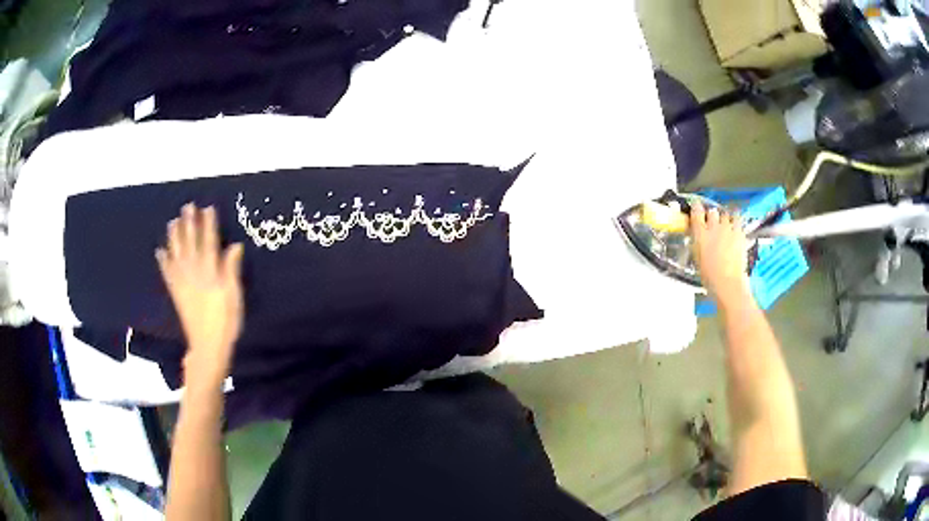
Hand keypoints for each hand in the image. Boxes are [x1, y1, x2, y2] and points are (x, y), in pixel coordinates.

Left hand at [156, 204, 243, 386]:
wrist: (207, 347)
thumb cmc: (226, 323)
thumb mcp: (234, 297)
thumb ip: (232, 271)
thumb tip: (234, 246)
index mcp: (211, 273)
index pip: (209, 243)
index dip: (208, 225)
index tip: (207, 208)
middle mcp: (194, 273)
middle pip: (191, 244)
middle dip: (189, 225)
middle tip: (187, 206)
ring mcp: (183, 283)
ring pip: (177, 255)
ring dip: (174, 238)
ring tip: (172, 222)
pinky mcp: (176, 294)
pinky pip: (167, 274)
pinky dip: (163, 262)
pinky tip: (159, 251)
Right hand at [690, 201, 750, 303]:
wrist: (728, 282)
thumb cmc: (710, 276)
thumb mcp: (698, 258)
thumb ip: (698, 243)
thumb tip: (699, 238)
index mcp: (700, 234)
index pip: (696, 211)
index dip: (696, 207)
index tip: (696, 206)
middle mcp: (714, 227)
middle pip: (713, 211)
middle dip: (712, 215)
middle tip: (712, 221)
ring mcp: (729, 229)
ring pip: (726, 214)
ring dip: (725, 218)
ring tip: (726, 223)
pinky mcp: (740, 233)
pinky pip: (738, 221)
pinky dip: (736, 222)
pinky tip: (736, 228)